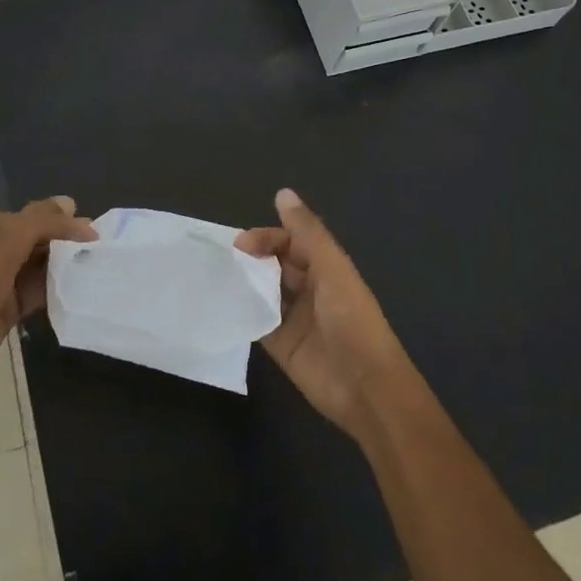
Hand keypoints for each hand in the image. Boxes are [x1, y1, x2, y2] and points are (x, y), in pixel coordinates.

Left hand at [0, 196, 96, 409]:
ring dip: (60, 267)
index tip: (92, 233)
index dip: (57, 222)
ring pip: (34, 267)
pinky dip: (53, 289)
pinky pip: (33, 292)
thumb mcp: (3, 249)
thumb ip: (39, 223)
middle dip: (62, 243)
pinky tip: (78, 289)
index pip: (25, 218)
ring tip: (96, 267)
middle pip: (31, 240)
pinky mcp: (2, 310)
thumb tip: (69, 202)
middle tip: (99, 248)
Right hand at [236, 189, 411, 439]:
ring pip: (263, 291)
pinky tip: (221, 306)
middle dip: (251, 257)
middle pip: (274, 264)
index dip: (267, 238)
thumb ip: (307, 232)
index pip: (290, 242)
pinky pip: (256, 322)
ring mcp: (293, 318)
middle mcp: (309, 289)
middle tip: (225, 259)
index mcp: (325, 268)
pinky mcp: (280, 346)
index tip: (241, 243)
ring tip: (215, 277)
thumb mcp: (332, 269)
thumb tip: (283, 193)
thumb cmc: (353, 321)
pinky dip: (241, 312)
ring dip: (244, 283)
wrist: (365, 388)